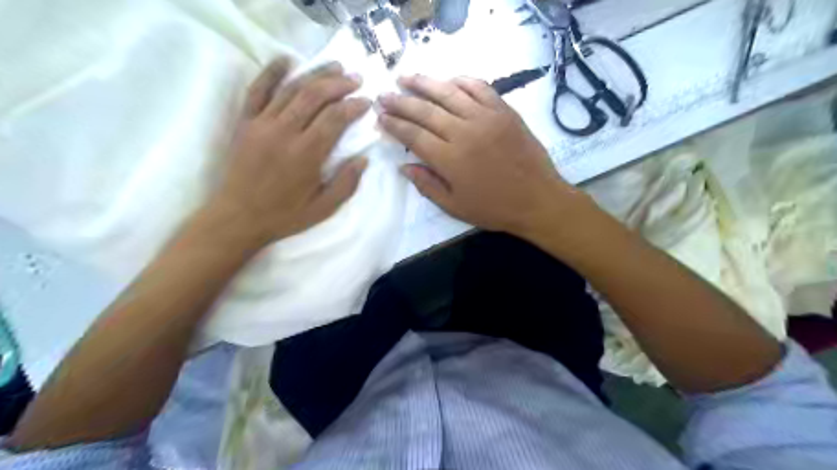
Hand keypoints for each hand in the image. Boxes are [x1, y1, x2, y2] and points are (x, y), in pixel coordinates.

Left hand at [208, 58, 370, 245]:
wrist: (238, 217)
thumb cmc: (284, 215)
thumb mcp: (324, 208)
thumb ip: (347, 183)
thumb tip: (363, 158)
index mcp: (307, 154)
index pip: (335, 118)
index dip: (354, 106)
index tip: (366, 101)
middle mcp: (285, 132)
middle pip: (315, 96)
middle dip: (339, 84)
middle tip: (356, 78)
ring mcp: (262, 123)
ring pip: (292, 89)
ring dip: (316, 74)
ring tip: (335, 66)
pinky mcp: (245, 122)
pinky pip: (257, 90)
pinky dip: (272, 72)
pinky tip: (287, 59)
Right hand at [377, 76, 583, 240]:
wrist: (537, 199)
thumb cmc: (494, 208)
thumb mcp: (455, 207)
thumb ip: (427, 185)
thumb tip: (403, 166)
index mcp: (449, 159)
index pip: (413, 135)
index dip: (394, 125)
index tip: (380, 117)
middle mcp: (464, 132)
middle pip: (425, 110)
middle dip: (400, 101)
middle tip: (383, 94)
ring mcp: (486, 118)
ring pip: (448, 93)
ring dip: (424, 83)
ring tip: (405, 77)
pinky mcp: (504, 111)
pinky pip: (479, 88)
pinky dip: (462, 81)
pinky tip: (448, 79)